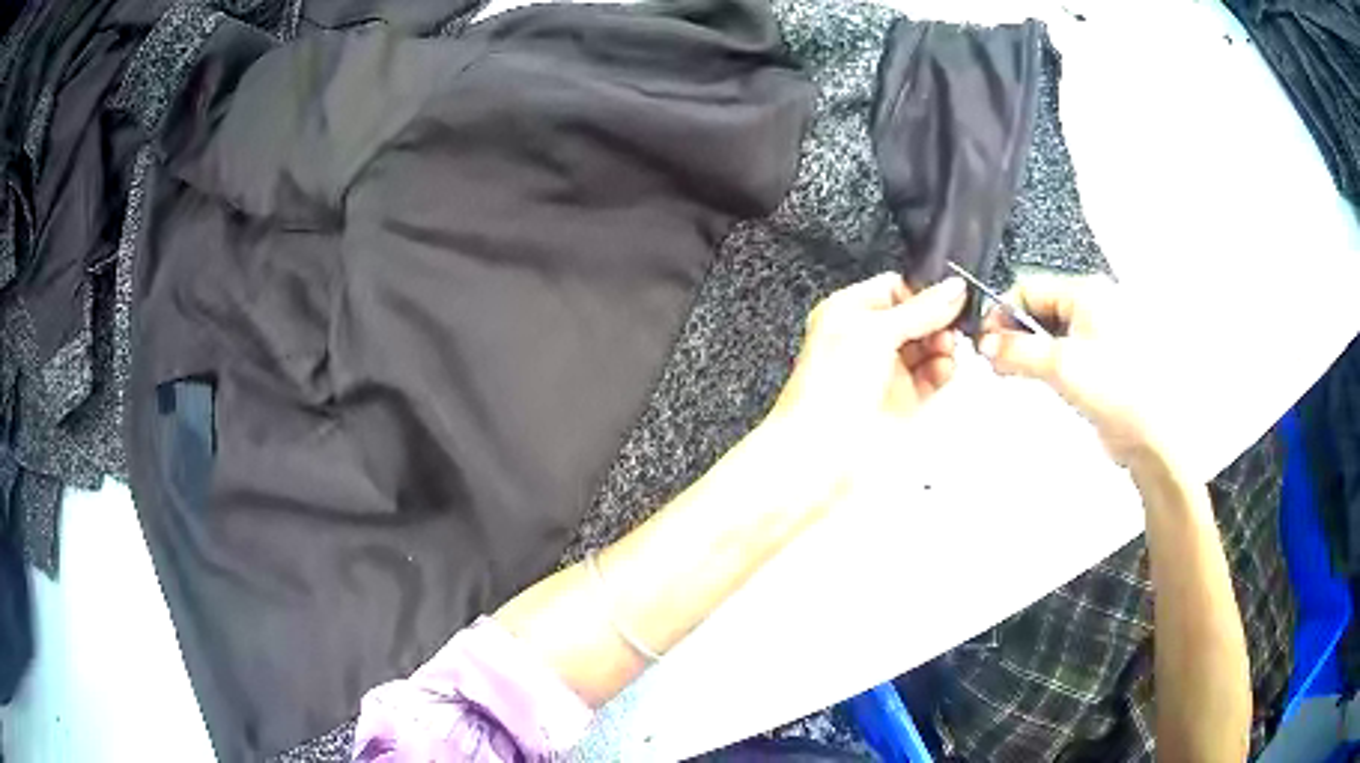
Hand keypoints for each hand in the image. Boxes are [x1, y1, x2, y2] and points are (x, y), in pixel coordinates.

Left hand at [767, 271, 966, 451]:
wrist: (821, 450)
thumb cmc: (826, 390)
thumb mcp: (875, 332)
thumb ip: (920, 309)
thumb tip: (952, 289)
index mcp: (848, 312)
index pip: (895, 287)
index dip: (923, 290)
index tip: (950, 294)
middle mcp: (866, 340)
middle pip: (917, 317)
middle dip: (939, 318)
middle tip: (954, 322)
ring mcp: (885, 370)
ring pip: (927, 347)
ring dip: (943, 344)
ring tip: (947, 347)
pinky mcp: (901, 400)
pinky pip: (932, 377)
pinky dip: (944, 370)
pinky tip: (946, 368)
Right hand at [976, 275, 1166, 466]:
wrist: (1153, 432)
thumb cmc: (1125, 391)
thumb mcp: (1061, 365)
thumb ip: (1017, 350)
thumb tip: (988, 343)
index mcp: (1087, 292)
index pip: (1029, 287)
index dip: (1002, 312)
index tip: (985, 339)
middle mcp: (1093, 307)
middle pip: (1038, 308)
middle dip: (1014, 333)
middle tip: (996, 358)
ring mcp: (1098, 334)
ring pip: (1049, 332)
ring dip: (1028, 351)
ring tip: (1013, 371)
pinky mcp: (1099, 361)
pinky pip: (1062, 352)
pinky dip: (1045, 364)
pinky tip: (1038, 379)